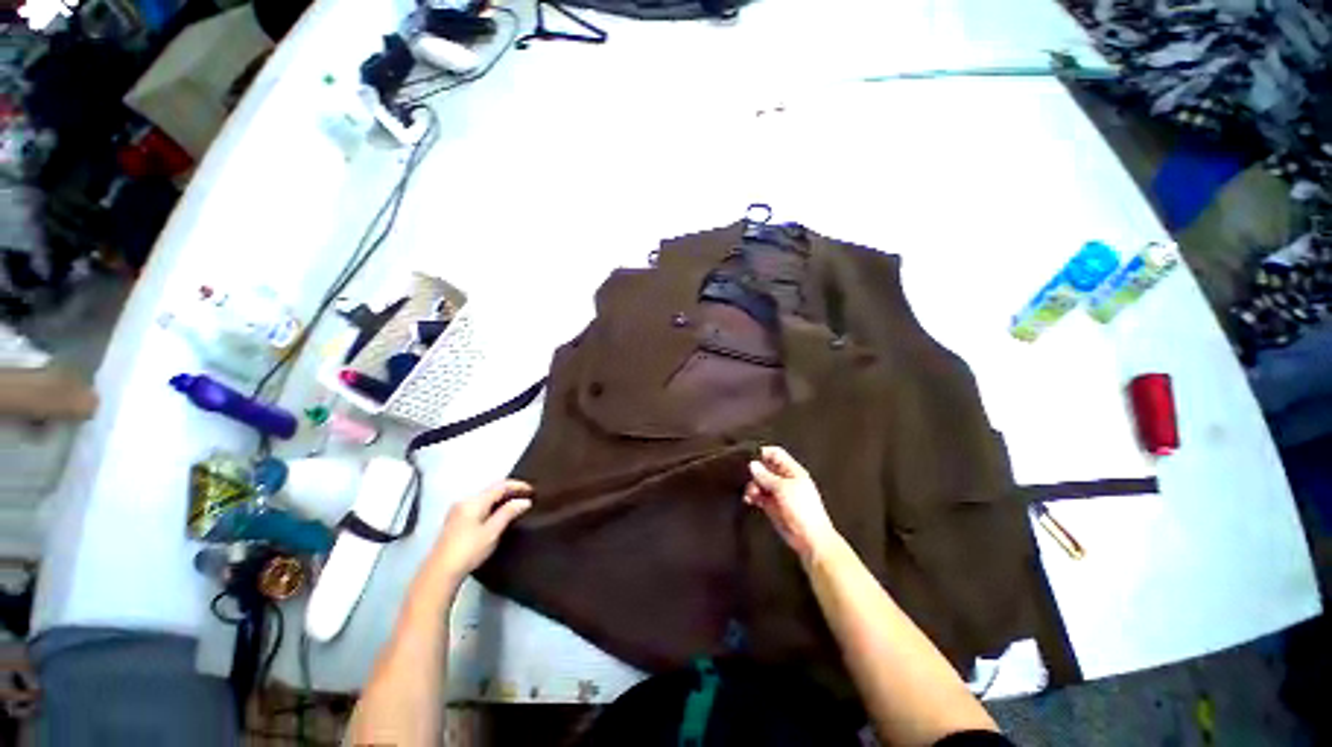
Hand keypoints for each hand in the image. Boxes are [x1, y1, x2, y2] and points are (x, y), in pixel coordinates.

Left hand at [423, 480, 532, 589]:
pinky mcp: (455, 520)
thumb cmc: (468, 550)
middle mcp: (465, 501)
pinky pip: (479, 505)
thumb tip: (524, 501)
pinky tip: (499, 513)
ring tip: (516, 504)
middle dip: (510, 490)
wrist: (439, 572)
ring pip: (485, 497)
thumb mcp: (492, 532)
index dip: (518, 485)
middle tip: (527, 496)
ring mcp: (458, 510)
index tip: (533, 490)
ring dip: (501, 498)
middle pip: (492, 489)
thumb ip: (508, 513)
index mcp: (474, 501)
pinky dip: (492, 505)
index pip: (500, 486)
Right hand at [744, 446, 840, 564]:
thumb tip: (752, 464)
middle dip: (754, 471)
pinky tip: (749, 500)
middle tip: (747, 478)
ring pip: (760, 482)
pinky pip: (759, 496)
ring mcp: (778, 493)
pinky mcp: (772, 505)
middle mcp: (784, 479)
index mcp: (792, 471)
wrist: (810, 539)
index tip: (748, 458)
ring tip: (750, 493)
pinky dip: (753, 496)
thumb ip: (766, 476)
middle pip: (765, 467)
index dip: (762, 453)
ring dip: (752, 485)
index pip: (775, 454)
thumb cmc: (802, 509)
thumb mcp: (783, 489)